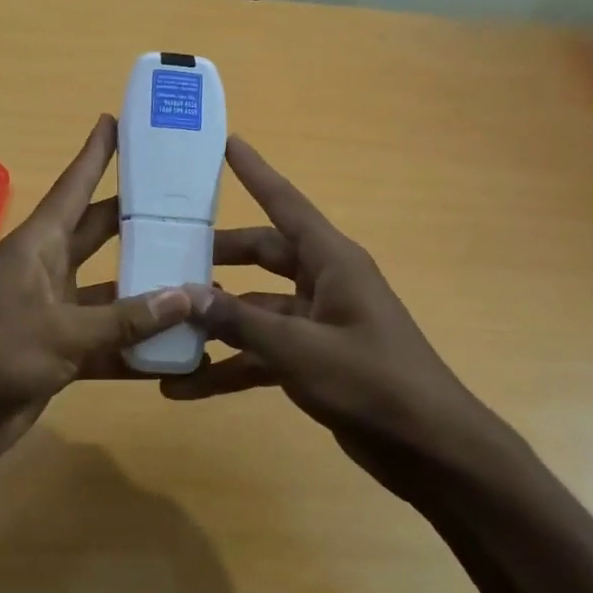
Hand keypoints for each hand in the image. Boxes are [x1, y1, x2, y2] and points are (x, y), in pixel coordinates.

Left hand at [0, 114, 191, 477]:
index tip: (116, 121)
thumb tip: (189, 295)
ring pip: (111, 291)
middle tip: (184, 202)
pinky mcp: (59, 353)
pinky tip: (179, 347)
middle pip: (100, 234)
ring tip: (200, 276)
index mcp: (38, 246)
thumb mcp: (63, 332)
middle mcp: (47, 271)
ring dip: (147, 289)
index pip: (73, 188)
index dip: (95, 155)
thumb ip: (127, 317)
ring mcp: (54, 313)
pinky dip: (136, 345)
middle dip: (136, 219)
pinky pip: (107, 340)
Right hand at [162, 137, 516, 495]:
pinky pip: (262, 354)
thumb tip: (185, 294)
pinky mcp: (313, 362)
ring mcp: (318, 324)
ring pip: (255, 311)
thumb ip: (241, 321)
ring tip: (163, 330)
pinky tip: (185, 386)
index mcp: (332, 262)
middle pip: (262, 257)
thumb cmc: (372, 382)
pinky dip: (229, 367)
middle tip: (166, 256)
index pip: (286, 204)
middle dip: (217, 259)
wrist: (430, 449)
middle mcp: (324, 283)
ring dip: (215, 325)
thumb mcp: (300, 349)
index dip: (256, 173)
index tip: (226, 143)